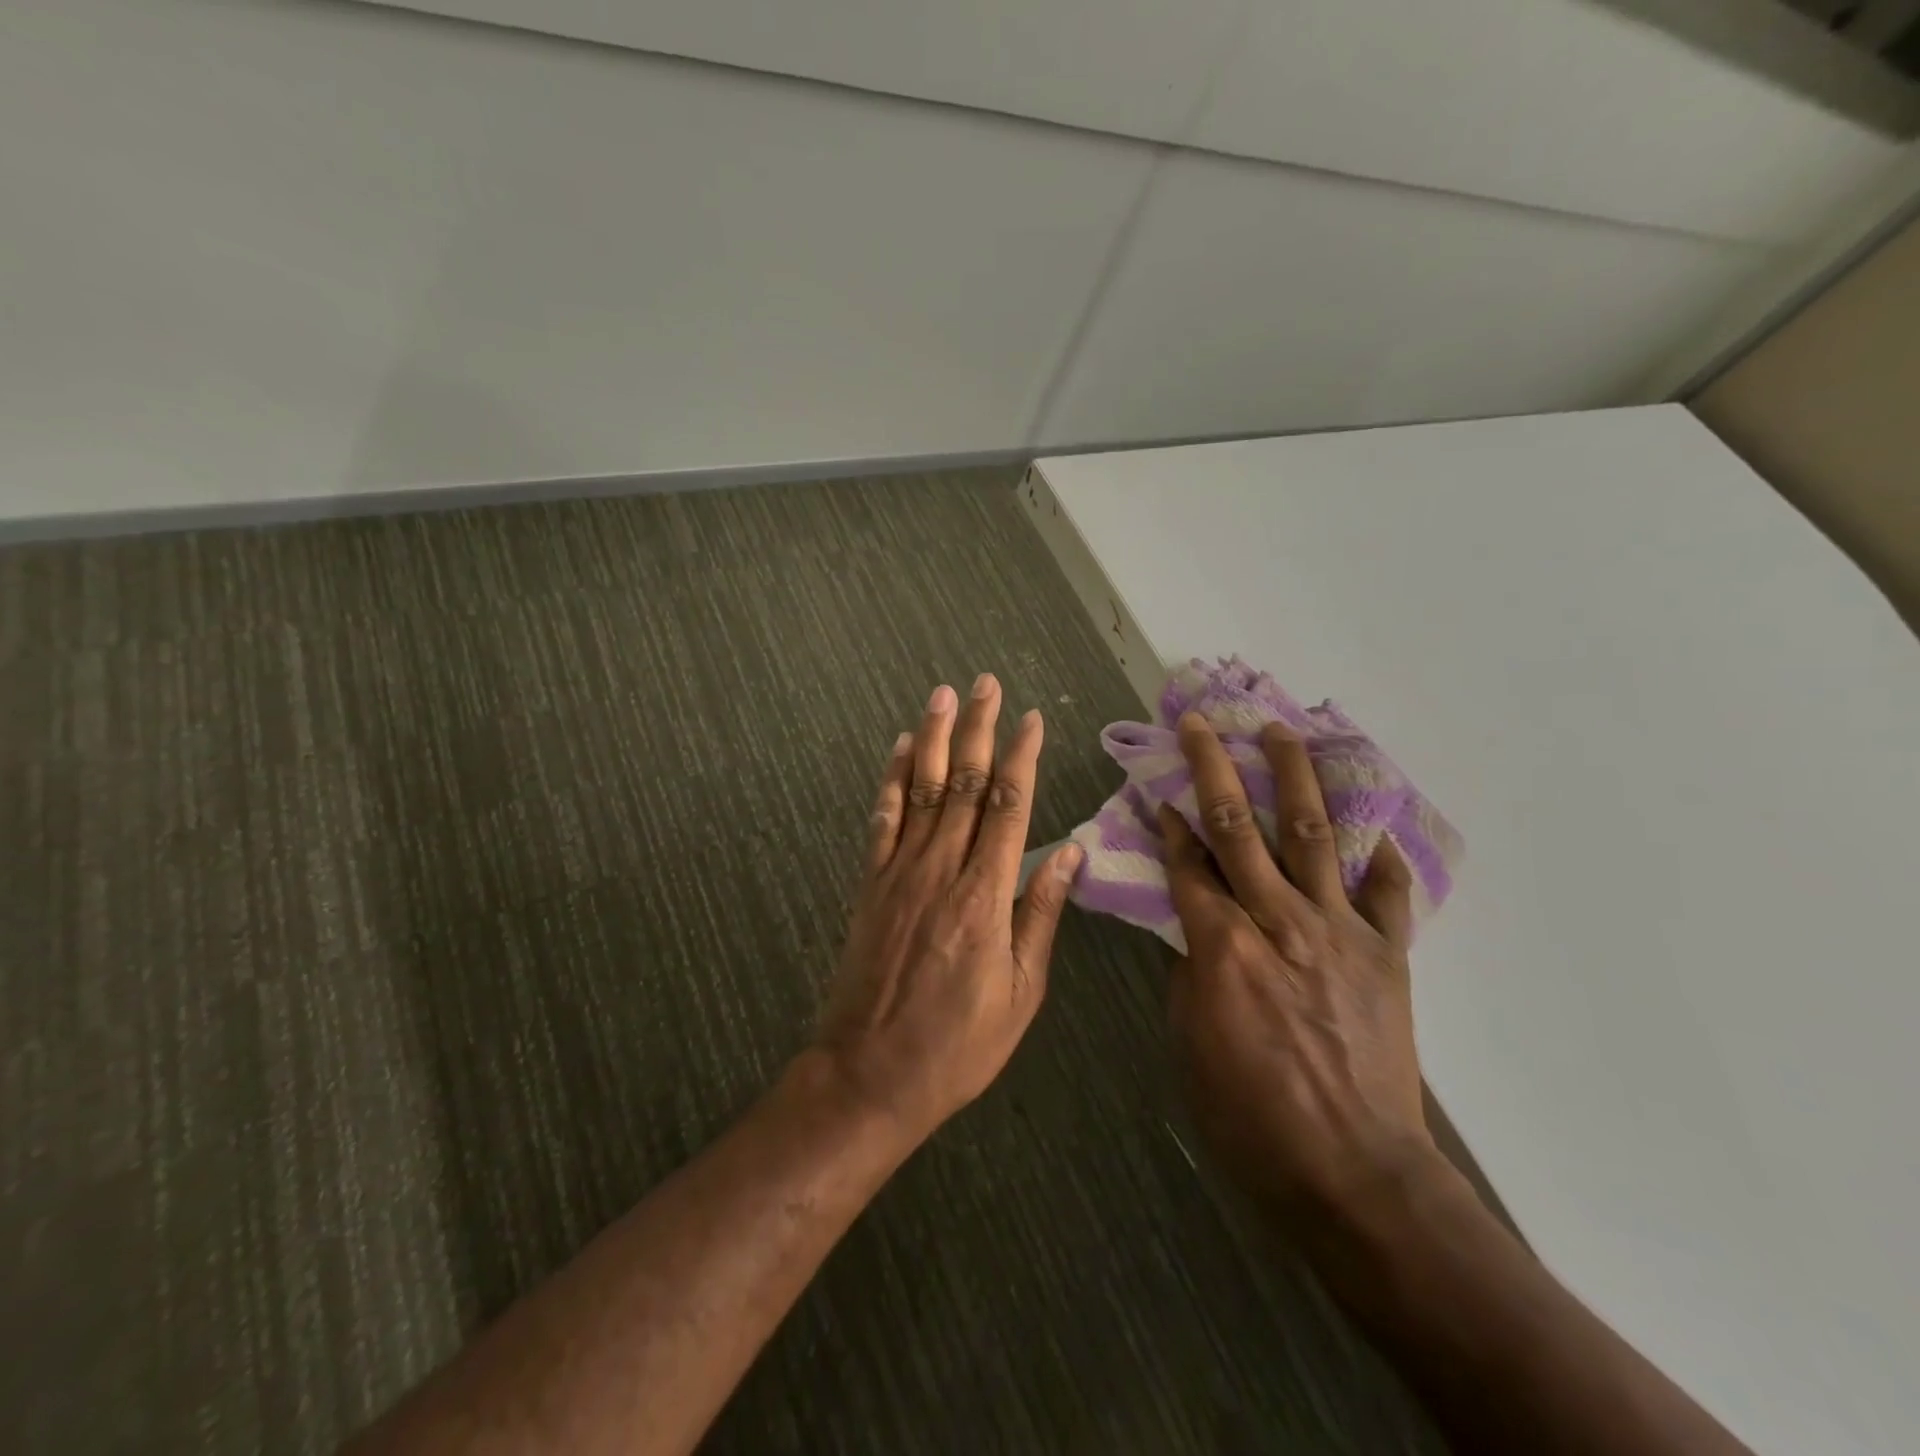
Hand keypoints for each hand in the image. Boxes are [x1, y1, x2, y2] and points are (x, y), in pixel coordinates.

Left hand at [813, 675, 1082, 1145]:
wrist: (870, 1075)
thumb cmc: (958, 1043)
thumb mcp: (1020, 992)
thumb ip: (1041, 914)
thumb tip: (1068, 852)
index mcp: (985, 896)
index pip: (1009, 807)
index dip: (1023, 758)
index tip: (1033, 718)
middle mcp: (941, 870)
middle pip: (964, 784)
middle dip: (978, 729)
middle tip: (984, 684)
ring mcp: (899, 873)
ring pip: (921, 790)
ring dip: (933, 738)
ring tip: (941, 695)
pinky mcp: (870, 885)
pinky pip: (882, 820)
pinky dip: (890, 779)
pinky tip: (898, 749)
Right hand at [1160, 712, 1435, 1222]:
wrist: (1354, 1172)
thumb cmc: (1249, 1115)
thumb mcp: (1191, 1041)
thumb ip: (1192, 971)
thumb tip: (1198, 931)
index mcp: (1222, 945)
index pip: (1188, 865)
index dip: (1169, 825)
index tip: (1157, 790)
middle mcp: (1279, 921)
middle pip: (1240, 829)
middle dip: (1214, 770)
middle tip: (1202, 725)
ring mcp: (1339, 932)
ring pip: (1312, 836)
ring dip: (1293, 778)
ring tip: (1281, 732)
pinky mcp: (1387, 955)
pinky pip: (1384, 895)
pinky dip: (1379, 859)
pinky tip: (1376, 830)